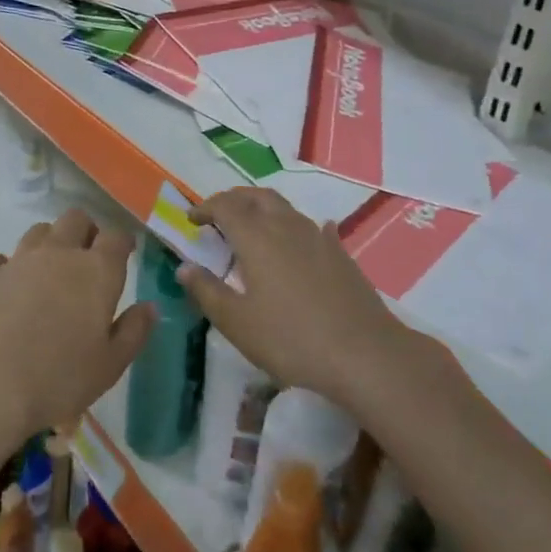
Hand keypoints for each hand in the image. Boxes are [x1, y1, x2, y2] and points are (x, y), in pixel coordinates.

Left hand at [0, 210, 154, 443]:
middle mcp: (58, 254)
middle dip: (85, 231)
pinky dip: (7, 268)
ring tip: (48, 270)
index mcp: (96, 272)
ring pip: (38, 232)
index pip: (116, 238)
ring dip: (48, 243)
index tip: (124, 251)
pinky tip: (7, 288)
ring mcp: (17, 260)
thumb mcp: (110, 365)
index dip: (122, 241)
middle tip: (87, 257)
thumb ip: (134, 331)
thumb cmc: (59, 379)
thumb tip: (150, 306)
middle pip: (75, 219)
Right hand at [178, 188, 402, 403]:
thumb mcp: (237, 322)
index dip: (205, 208)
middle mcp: (286, 226)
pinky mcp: (340, 254)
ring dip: (262, 209)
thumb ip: (207, 291)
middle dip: (233, 199)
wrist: (366, 354)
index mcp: (256, 237)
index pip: (225, 206)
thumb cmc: (291, 339)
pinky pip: (312, 228)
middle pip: (256, 197)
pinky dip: (294, 226)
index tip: (192, 220)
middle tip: (218, 214)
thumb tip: (184, 267)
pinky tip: (301, 240)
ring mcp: (318, 237)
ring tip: (251, 228)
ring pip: (284, 208)